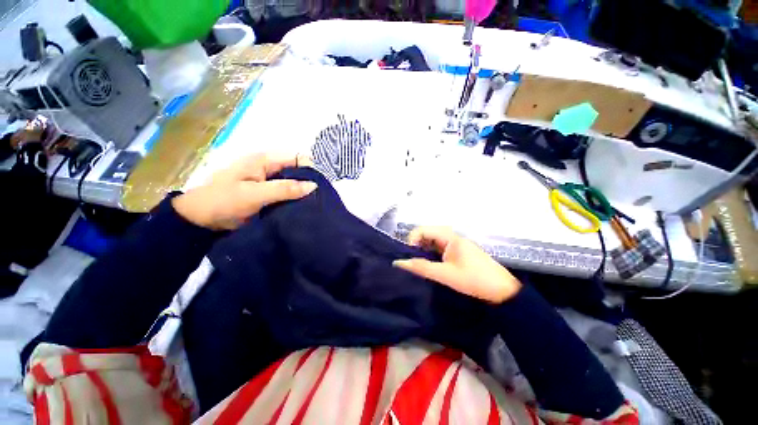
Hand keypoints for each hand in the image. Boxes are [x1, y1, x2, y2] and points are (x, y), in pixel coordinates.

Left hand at [172, 153, 316, 229]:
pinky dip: (294, 200)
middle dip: (308, 183)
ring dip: (302, 194)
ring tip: (312, 206)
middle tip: (317, 200)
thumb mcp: (254, 194)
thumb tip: (314, 186)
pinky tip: (301, 209)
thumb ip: (285, 189)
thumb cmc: (223, 201)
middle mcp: (269, 168)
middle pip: (297, 171)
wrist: (199, 220)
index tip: (317, 188)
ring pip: (293, 184)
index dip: (310, 170)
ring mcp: (268, 182)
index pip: (297, 158)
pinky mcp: (268, 195)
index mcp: (265, 160)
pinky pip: (287, 194)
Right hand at [393, 226, 521, 303]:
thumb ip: (421, 268)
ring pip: (433, 241)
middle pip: (427, 234)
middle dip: (416, 245)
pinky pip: (439, 248)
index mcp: (450, 237)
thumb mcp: (445, 275)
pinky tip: (429, 264)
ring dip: (423, 250)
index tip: (407, 255)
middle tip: (411, 260)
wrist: (503, 292)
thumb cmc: (474, 280)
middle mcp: (452, 237)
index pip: (423, 230)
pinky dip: (431, 254)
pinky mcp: (458, 252)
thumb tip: (398, 263)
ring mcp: (456, 244)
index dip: (412, 239)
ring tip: (417, 263)